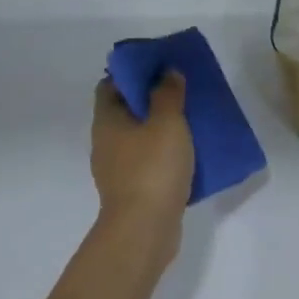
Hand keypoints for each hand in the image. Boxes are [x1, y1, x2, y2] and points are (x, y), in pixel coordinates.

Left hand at [91, 74, 193, 247]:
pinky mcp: (133, 191)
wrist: (145, 228)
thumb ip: (168, 94)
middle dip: (152, 101)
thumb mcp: (167, 123)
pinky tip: (189, 157)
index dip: (132, 74)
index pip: (110, 85)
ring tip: (192, 124)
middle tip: (183, 94)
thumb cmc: (153, 168)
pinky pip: (150, 163)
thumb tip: (167, 72)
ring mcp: (118, 170)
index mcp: (107, 120)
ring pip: (140, 139)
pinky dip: (166, 156)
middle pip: (127, 112)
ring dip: (162, 130)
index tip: (160, 70)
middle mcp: (106, 143)